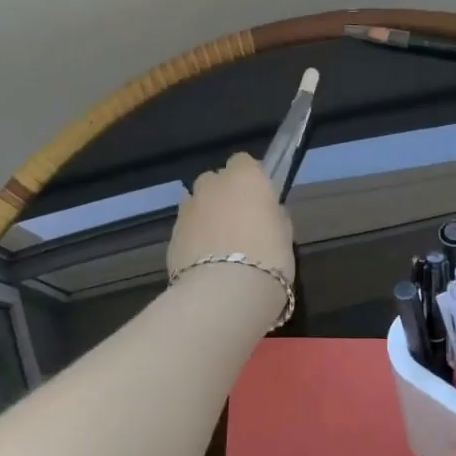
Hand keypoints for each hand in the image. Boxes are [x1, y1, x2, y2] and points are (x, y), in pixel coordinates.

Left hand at [167, 154, 295, 316]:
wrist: (224, 293)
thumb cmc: (268, 259)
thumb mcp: (285, 235)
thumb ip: (273, 216)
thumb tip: (267, 214)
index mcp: (245, 177)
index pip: (243, 162)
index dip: (250, 179)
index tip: (259, 199)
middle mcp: (212, 185)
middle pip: (215, 180)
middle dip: (223, 195)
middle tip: (239, 223)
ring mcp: (187, 209)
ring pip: (196, 203)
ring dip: (206, 216)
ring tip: (219, 245)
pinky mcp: (171, 234)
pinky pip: (186, 228)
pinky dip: (193, 238)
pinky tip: (205, 262)